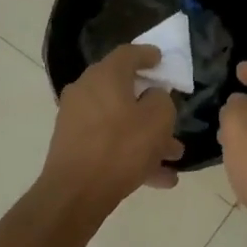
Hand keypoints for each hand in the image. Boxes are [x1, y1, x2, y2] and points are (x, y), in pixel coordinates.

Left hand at [42, 45, 184, 206]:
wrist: (76, 192)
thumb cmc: (121, 147)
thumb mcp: (158, 119)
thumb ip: (161, 100)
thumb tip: (152, 96)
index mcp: (105, 76)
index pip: (128, 53)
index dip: (148, 54)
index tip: (161, 60)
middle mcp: (86, 91)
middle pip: (123, 90)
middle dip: (151, 105)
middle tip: (171, 115)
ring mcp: (76, 119)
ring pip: (119, 121)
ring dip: (147, 136)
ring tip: (174, 156)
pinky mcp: (73, 145)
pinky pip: (109, 142)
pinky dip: (131, 153)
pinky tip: (159, 178)